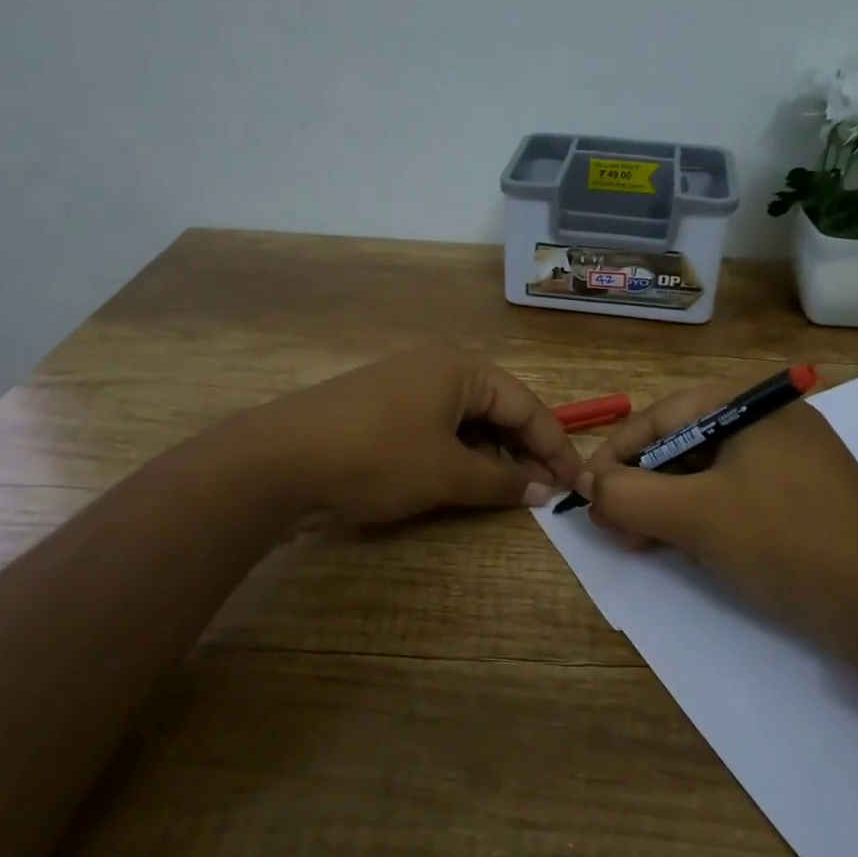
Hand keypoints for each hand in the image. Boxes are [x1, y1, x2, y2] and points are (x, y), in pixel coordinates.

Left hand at [256, 345, 584, 525]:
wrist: (280, 460)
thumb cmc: (377, 458)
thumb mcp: (447, 474)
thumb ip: (501, 481)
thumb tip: (543, 490)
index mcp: (461, 367)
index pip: (526, 405)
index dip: (554, 446)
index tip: (578, 482)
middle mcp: (437, 365)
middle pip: (498, 408)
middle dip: (522, 450)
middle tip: (544, 492)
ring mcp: (406, 383)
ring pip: (467, 419)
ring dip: (489, 454)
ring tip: (505, 491)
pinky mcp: (383, 405)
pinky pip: (437, 425)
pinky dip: (457, 452)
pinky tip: (462, 479)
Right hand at [583, 375, 857, 664]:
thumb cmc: (786, 541)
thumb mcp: (695, 516)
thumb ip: (628, 496)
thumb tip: (586, 485)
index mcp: (745, 406)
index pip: (657, 418)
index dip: (614, 456)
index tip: (585, 494)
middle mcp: (766, 421)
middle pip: (680, 444)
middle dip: (640, 485)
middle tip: (614, 527)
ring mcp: (788, 459)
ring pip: (705, 473)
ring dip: (666, 505)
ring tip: (641, 542)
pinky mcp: (801, 497)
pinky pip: (734, 495)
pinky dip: (702, 516)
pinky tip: (685, 546)